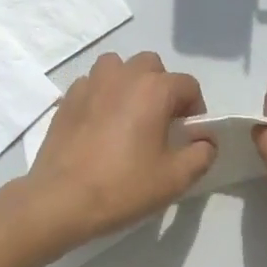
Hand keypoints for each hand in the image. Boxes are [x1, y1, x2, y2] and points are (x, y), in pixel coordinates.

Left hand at [20, 52, 215, 249]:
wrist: (61, 199)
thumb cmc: (123, 186)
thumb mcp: (175, 178)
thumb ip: (202, 153)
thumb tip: (205, 140)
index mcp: (154, 89)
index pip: (188, 85)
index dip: (195, 109)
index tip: (187, 136)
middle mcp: (123, 75)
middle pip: (152, 67)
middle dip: (162, 88)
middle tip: (159, 122)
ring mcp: (91, 83)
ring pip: (118, 67)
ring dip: (129, 83)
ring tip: (128, 115)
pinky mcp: (67, 98)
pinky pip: (92, 84)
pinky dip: (102, 95)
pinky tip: (100, 124)